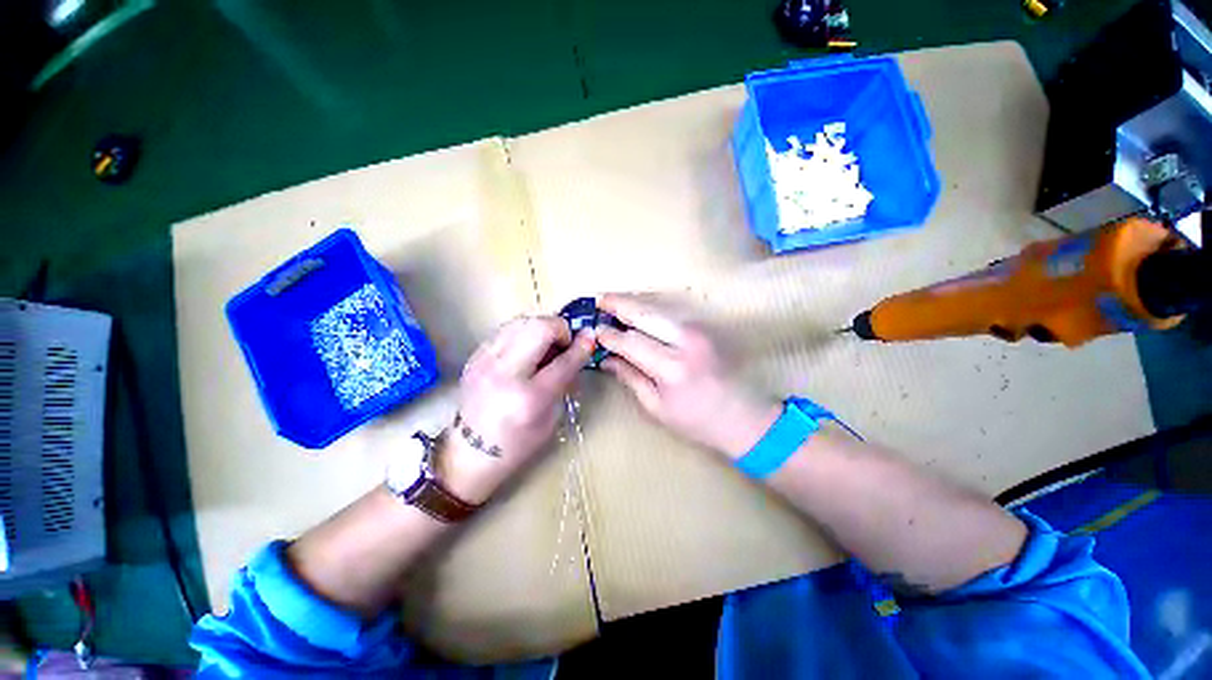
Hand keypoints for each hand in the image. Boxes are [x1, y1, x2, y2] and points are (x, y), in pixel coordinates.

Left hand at [439, 316, 595, 502]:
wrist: (469, 454)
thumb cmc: (518, 444)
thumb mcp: (551, 419)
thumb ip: (565, 381)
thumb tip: (579, 350)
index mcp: (529, 398)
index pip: (563, 361)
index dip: (581, 346)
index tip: (590, 337)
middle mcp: (504, 373)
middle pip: (538, 327)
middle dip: (559, 329)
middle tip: (564, 344)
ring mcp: (484, 361)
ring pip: (520, 321)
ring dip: (540, 327)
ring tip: (545, 345)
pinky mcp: (474, 357)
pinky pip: (505, 329)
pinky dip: (523, 332)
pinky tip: (527, 349)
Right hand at [597, 294, 780, 459]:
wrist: (744, 417)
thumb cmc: (697, 420)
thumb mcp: (657, 407)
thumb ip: (630, 377)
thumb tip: (605, 359)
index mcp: (671, 367)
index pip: (631, 342)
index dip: (610, 335)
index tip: (594, 331)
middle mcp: (685, 341)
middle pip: (644, 314)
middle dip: (619, 304)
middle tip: (598, 299)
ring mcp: (698, 330)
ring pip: (658, 307)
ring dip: (634, 302)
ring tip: (612, 300)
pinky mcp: (704, 327)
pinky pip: (670, 312)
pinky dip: (650, 308)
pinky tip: (637, 309)